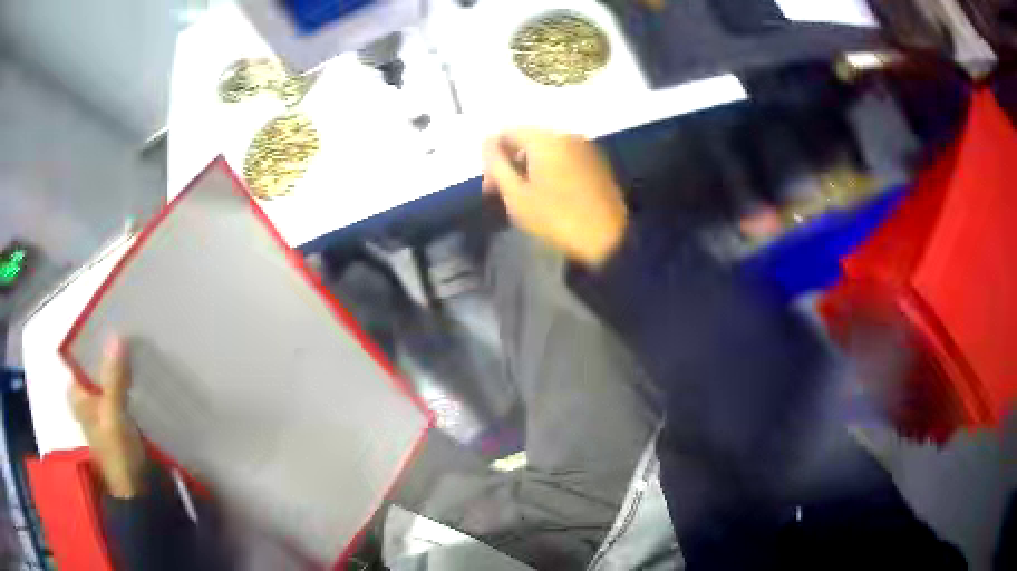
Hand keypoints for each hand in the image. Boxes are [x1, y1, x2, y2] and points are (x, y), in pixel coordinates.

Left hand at [69, 337, 146, 498]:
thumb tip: (116, 334)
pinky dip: (129, 381)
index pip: (81, 353)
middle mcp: (85, 395)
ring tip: (139, 346)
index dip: (96, 337)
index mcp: (76, 392)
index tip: (114, 320)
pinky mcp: (117, 416)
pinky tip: (142, 371)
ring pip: (110, 376)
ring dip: (123, 365)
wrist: (137, 492)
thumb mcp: (113, 415)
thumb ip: (113, 378)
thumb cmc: (118, 454)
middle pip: (97, 363)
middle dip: (112, 350)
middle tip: (131, 330)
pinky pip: (121, 389)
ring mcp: (101, 406)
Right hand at [482, 129, 628, 267]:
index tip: (490, 188)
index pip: (507, 133)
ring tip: (528, 198)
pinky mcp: (598, 164)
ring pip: (547, 150)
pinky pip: (565, 158)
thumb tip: (487, 144)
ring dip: (531, 168)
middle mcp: (567, 135)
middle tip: (505, 195)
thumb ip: (496, 165)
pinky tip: (551, 195)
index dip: (491, 158)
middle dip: (511, 163)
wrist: (609, 240)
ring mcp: (586, 148)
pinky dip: (552, 171)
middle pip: (528, 140)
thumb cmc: (556, 218)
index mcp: (545, 139)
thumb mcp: (516, 196)